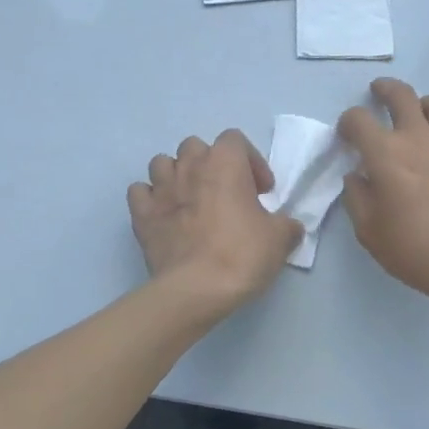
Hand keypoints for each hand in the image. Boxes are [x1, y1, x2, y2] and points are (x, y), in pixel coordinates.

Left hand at [129, 129, 303, 314]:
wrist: (196, 289)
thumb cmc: (241, 254)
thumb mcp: (280, 239)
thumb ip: (286, 225)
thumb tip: (289, 227)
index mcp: (225, 162)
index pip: (235, 139)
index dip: (250, 161)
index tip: (261, 191)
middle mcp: (190, 166)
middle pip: (196, 146)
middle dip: (210, 164)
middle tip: (225, 192)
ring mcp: (161, 189)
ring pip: (162, 163)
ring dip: (177, 175)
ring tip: (191, 200)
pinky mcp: (141, 214)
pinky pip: (139, 192)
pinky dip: (150, 198)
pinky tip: (163, 215)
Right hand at [338, 78, 428, 308]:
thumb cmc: (414, 248)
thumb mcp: (368, 231)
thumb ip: (357, 197)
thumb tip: (357, 177)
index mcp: (385, 153)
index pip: (358, 119)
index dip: (347, 122)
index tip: (347, 134)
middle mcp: (417, 137)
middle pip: (400, 94)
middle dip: (384, 89)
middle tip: (378, 93)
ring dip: (422, 104)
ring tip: (417, 116)